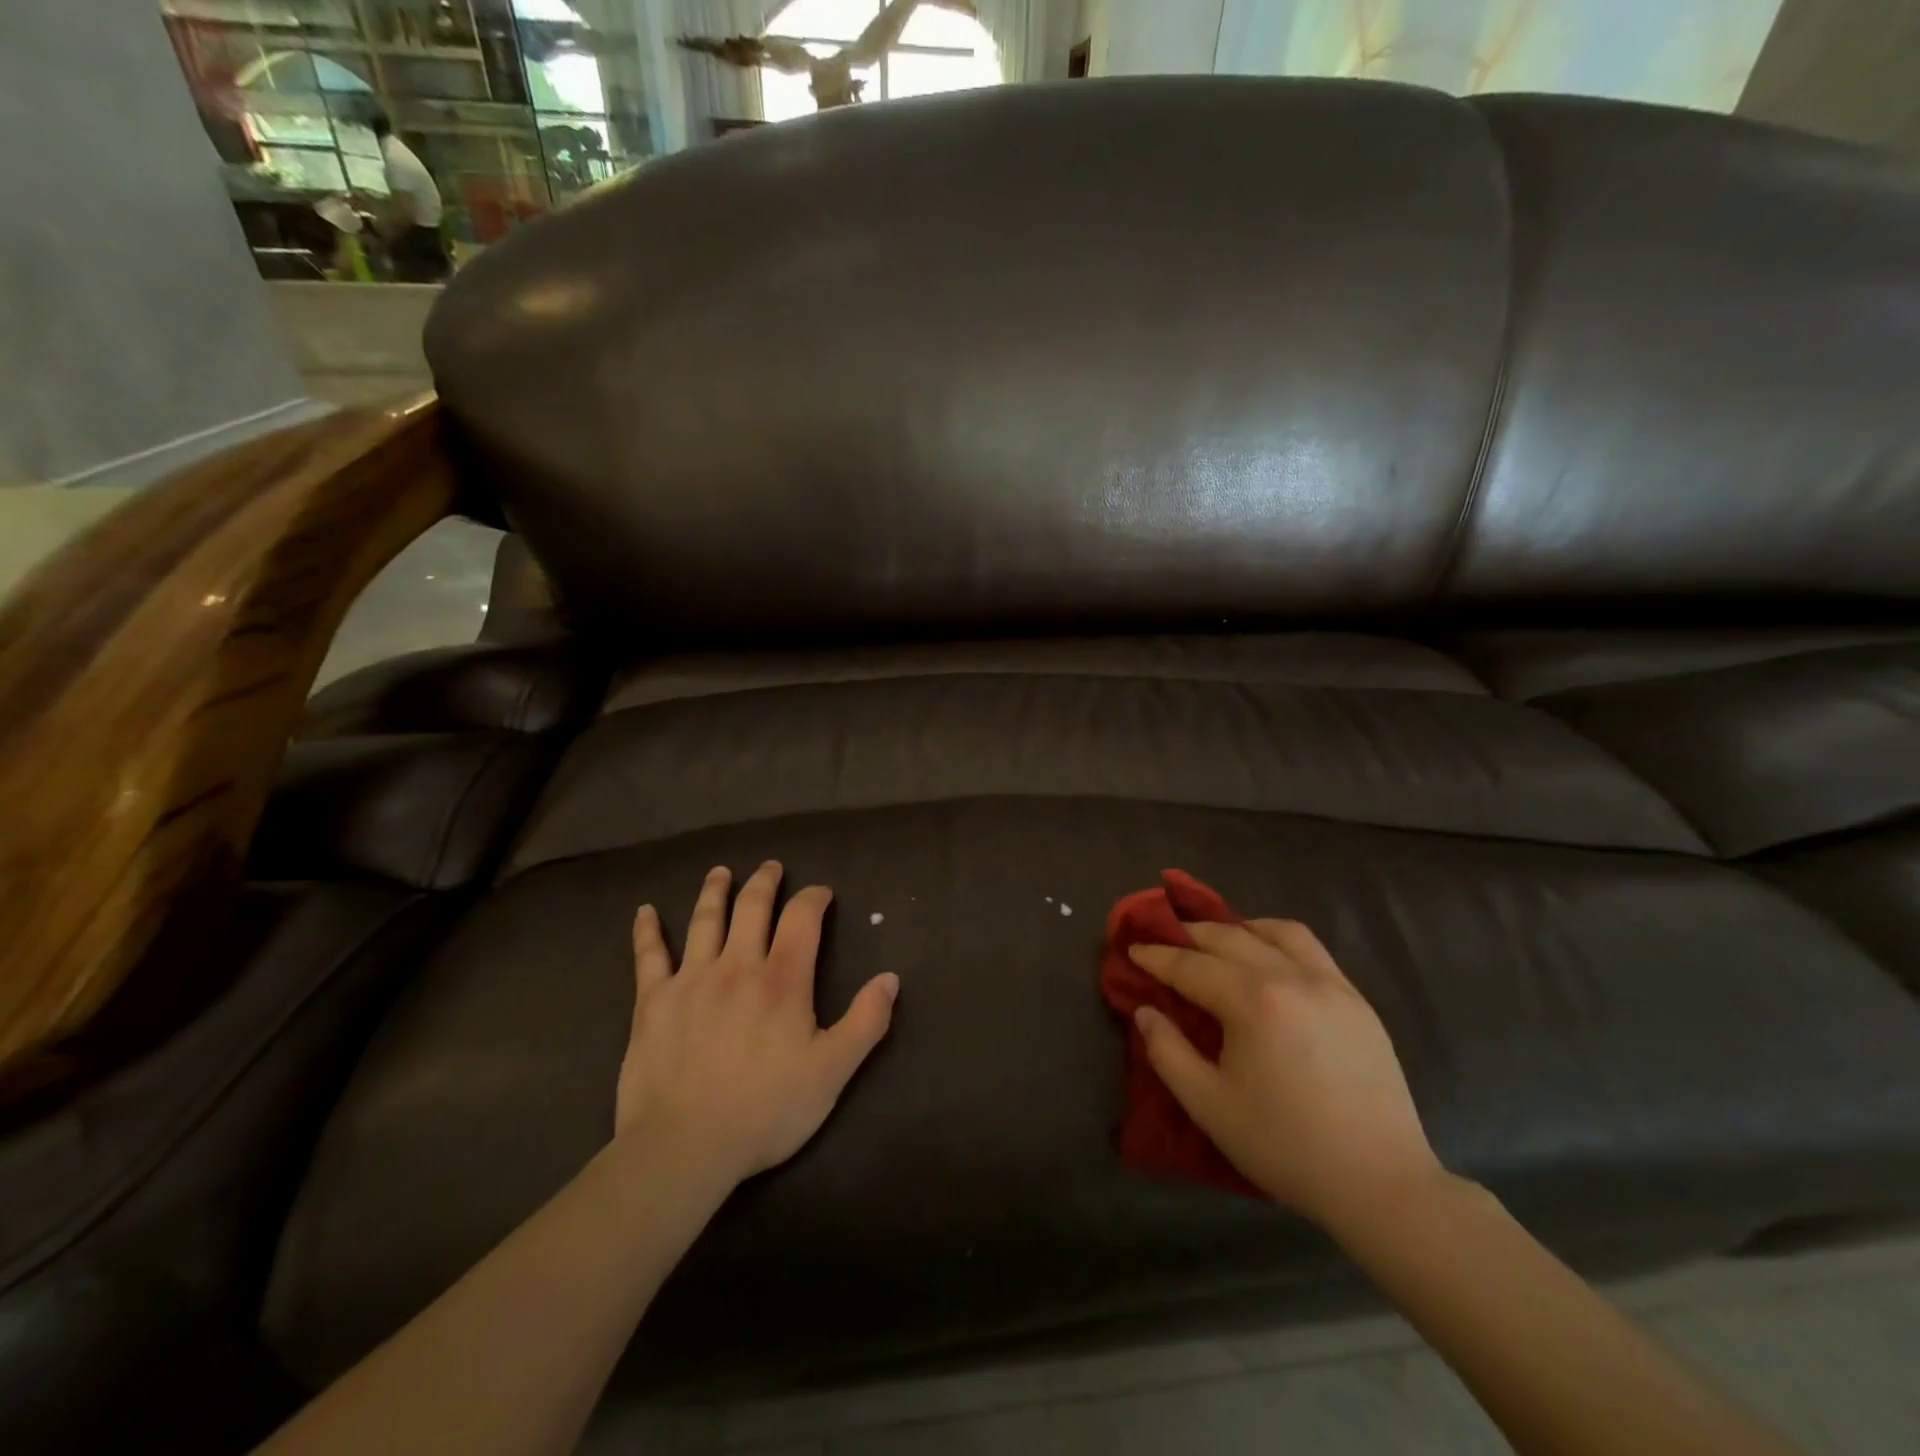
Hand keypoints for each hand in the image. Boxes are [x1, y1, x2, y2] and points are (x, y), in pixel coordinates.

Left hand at [617, 862, 898, 1185]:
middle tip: (771, 867)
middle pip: (752, 907)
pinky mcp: (652, 1002)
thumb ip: (866, 1021)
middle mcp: (737, 966)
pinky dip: (647, 931)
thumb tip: (890, 978)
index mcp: (782, 980)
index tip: (821, 893)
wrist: (684, 1147)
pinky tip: (645, 911)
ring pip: (705, 920)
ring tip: (721, 872)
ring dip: (715, 891)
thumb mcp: (832, 1071)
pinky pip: (648, 956)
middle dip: (765, 882)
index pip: (802, 919)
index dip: (813, 898)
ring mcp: (691, 980)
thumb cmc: (766, 1109)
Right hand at [1129, 919, 1444, 1230]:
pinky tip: (1269, 959)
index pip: (1191, 965)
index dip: (1157, 956)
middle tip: (1165, 938)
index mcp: (1252, 1001)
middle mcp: (1291, 977)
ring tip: (1219, 941)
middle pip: (1229, 937)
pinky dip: (1278, 940)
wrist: (1381, 1183)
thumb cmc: (1285, 1146)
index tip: (1133, 948)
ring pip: (1276, 931)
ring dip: (1238, 928)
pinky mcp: (1357, 1001)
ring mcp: (1330, 984)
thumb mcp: (1209, 1105)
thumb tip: (1145, 1012)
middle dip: (1190, 934)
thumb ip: (1168, 1052)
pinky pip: (1311, 949)